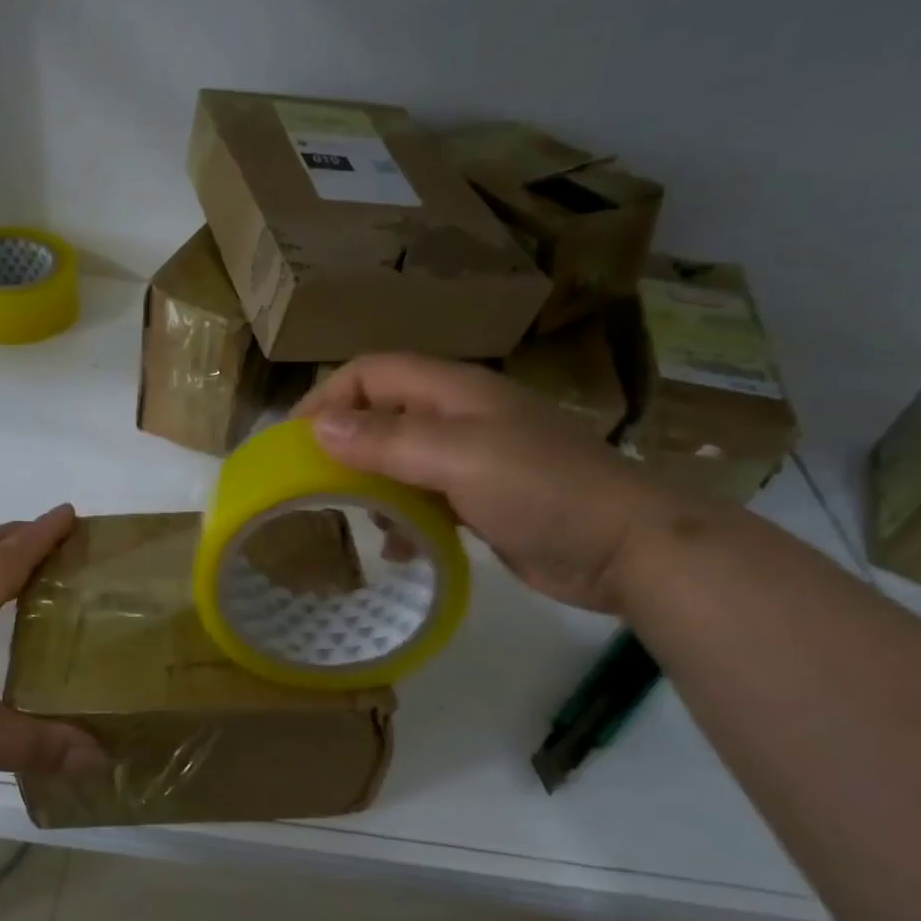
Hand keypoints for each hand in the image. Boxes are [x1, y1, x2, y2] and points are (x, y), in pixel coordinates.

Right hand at [295, 354, 683, 612]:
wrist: (627, 548)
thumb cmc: (543, 490)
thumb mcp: (459, 458)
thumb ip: (387, 441)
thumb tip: (316, 428)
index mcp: (453, 392)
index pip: (371, 372)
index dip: (328, 398)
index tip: (294, 443)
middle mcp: (458, 417)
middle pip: (381, 414)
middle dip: (342, 444)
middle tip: (310, 484)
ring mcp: (472, 459)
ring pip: (399, 458)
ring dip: (371, 484)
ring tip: (357, 520)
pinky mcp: (482, 499)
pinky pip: (424, 497)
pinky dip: (403, 516)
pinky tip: (400, 548)